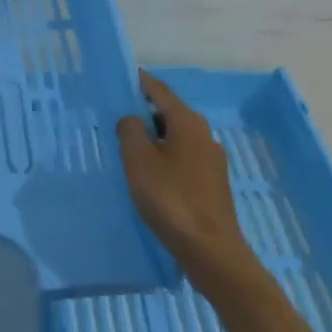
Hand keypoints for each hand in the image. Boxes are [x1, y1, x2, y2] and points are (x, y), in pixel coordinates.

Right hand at [117, 71, 261, 294]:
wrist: (212, 252)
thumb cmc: (171, 199)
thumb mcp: (139, 160)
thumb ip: (130, 130)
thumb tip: (131, 118)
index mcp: (187, 121)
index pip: (159, 90)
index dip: (139, 83)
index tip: (120, 79)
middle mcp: (204, 134)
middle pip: (169, 113)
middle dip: (145, 112)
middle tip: (117, 118)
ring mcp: (211, 160)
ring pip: (177, 138)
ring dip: (155, 138)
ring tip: (130, 149)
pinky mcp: (213, 184)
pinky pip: (183, 159)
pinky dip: (166, 158)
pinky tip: (152, 176)